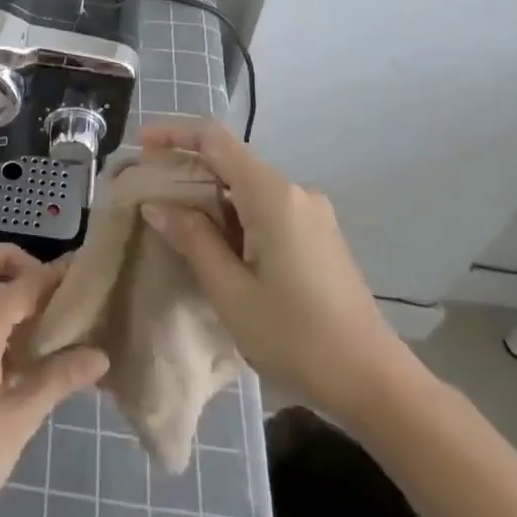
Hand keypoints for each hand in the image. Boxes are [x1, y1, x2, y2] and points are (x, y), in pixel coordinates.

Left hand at [0, 244, 108, 516]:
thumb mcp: (18, 420)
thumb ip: (57, 379)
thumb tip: (100, 356)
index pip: (23, 284)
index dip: (54, 274)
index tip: (83, 270)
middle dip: (11, 259)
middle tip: (46, 287)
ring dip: (1, 283)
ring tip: (42, 316)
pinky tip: (21, 347)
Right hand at [138, 118, 415, 427]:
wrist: (375, 382)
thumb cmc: (296, 337)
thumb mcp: (231, 292)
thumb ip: (193, 239)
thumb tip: (157, 204)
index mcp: (272, 195)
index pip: (215, 139)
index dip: (174, 133)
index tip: (140, 145)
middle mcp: (295, 191)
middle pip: (231, 160)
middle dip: (187, 168)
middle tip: (148, 192)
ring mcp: (311, 212)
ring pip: (247, 185)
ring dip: (209, 195)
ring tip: (174, 222)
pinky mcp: (318, 234)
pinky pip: (266, 206)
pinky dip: (233, 213)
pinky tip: (215, 243)